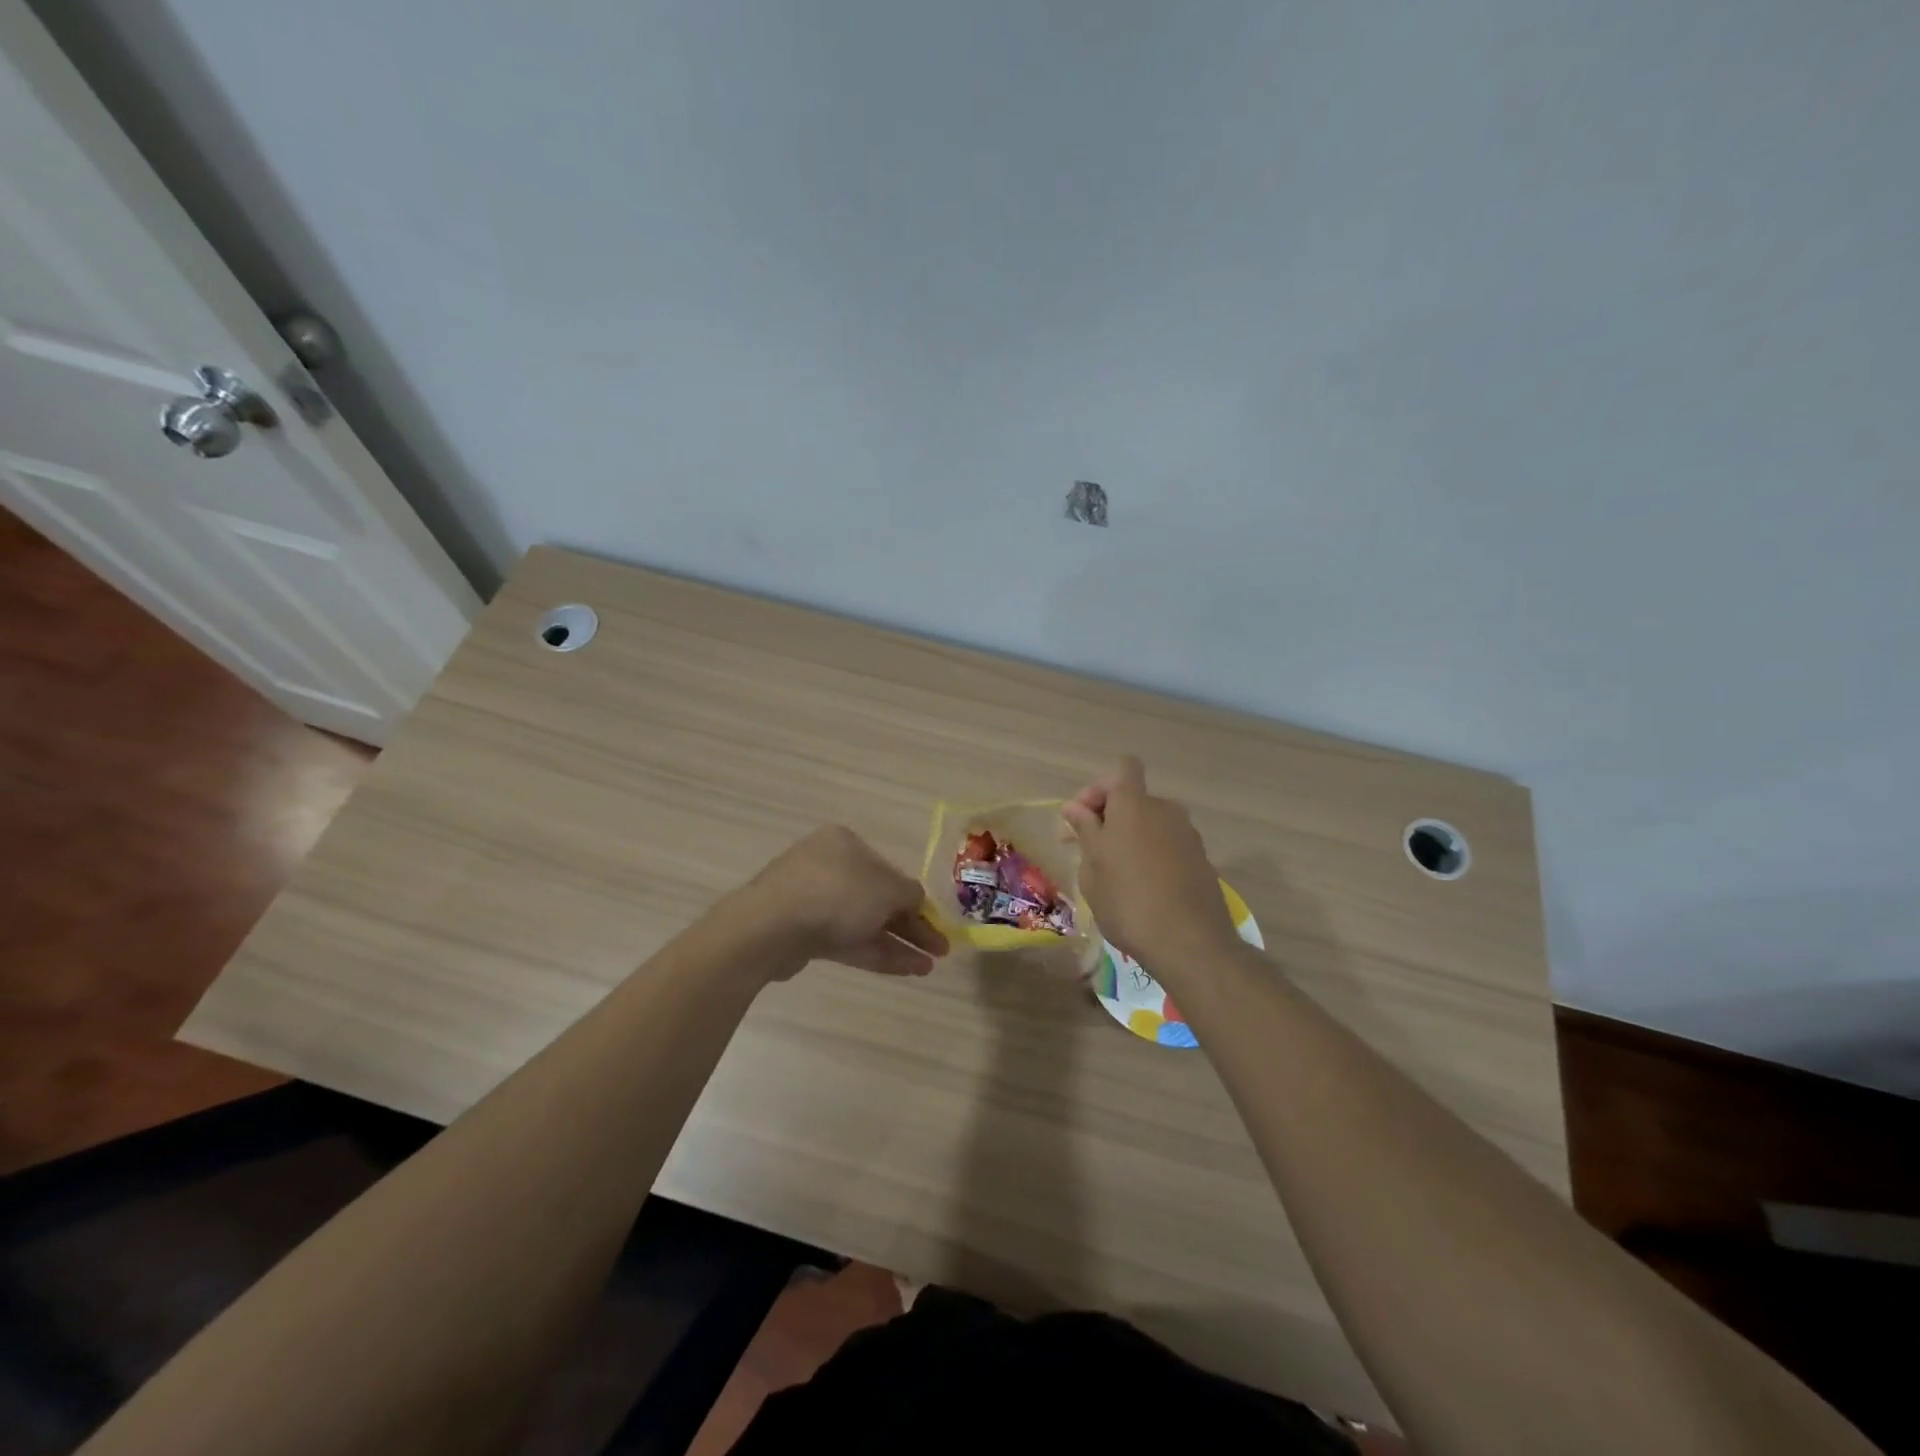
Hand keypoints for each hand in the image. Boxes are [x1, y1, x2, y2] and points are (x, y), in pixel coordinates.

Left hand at [744, 825, 947, 978]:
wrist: (769, 929)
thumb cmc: (836, 894)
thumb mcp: (887, 889)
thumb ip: (910, 895)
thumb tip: (917, 901)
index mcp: (845, 844)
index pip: (889, 871)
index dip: (916, 899)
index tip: (937, 923)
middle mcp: (828, 867)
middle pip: (878, 899)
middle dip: (910, 926)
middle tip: (940, 950)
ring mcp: (812, 901)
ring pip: (864, 923)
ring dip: (897, 944)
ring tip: (928, 968)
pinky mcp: (803, 934)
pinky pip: (847, 941)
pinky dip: (875, 953)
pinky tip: (905, 970)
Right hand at [1061, 757, 1239, 972]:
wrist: (1190, 944)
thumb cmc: (1128, 901)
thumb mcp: (1092, 867)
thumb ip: (1085, 831)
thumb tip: (1075, 808)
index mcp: (1134, 804)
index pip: (1123, 769)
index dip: (1099, 788)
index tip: (1082, 819)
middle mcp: (1165, 809)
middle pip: (1134, 798)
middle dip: (1110, 817)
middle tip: (1088, 850)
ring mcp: (1188, 834)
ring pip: (1151, 823)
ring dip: (1131, 837)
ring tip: (1115, 874)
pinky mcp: (1201, 859)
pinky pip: (1168, 845)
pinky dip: (1152, 856)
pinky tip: (1142, 889)